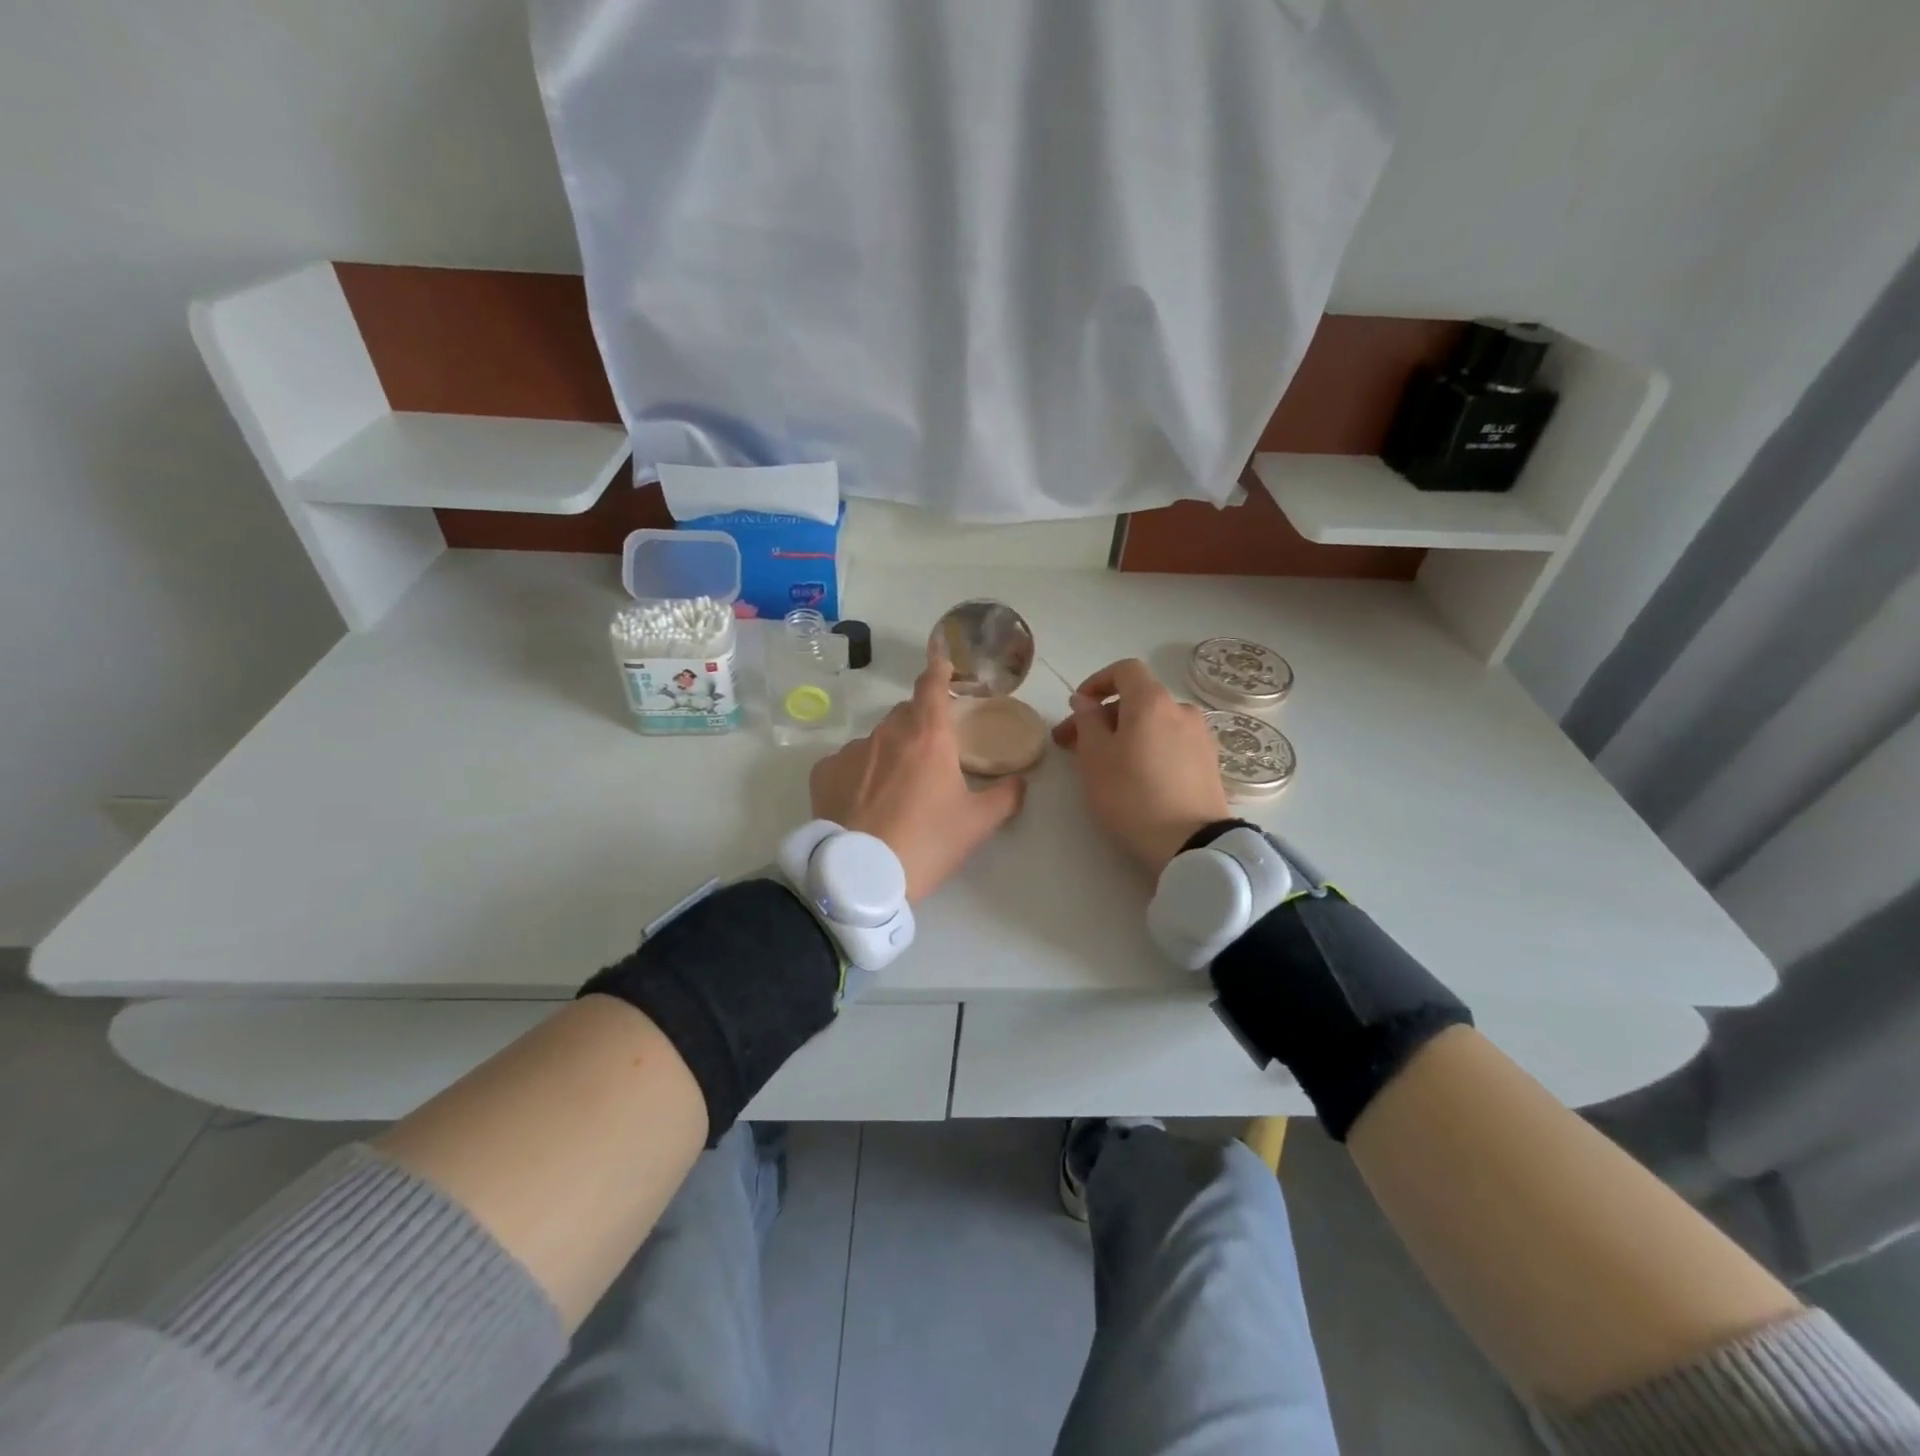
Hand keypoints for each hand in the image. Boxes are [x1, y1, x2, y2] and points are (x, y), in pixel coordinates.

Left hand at [810, 649, 1026, 901]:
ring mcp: (852, 751)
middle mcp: (888, 733)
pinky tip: (862, 804)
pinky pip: (847, 763)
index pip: (932, 685)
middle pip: (905, 714)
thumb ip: (1006, 796)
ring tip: (895, 793)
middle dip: (919, 726)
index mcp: (928, 736)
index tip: (942, 663)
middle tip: (930, 758)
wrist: (862, 876)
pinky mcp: (824, 772)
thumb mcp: (977, 824)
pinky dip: (858, 774)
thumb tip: (1020, 781)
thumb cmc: (927, 843)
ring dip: (889, 754)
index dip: (939, 671)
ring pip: (876, 741)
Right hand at [1051, 658, 1229, 875]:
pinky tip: (1138, 776)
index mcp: (1152, 701)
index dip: (1097, 682)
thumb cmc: (1132, 795)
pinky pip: (1172, 742)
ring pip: (1155, 722)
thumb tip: (1085, 701)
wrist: (1192, 842)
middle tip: (1075, 745)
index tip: (1078, 707)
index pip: (1125, 670)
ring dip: (1127, 733)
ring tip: (1106, 764)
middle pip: (1138, 699)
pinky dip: (1150, 747)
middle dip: (1104, 716)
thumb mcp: (1095, 758)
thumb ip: (1087, 721)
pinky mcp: (1209, 762)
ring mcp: (1200, 736)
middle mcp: (1181, 709)